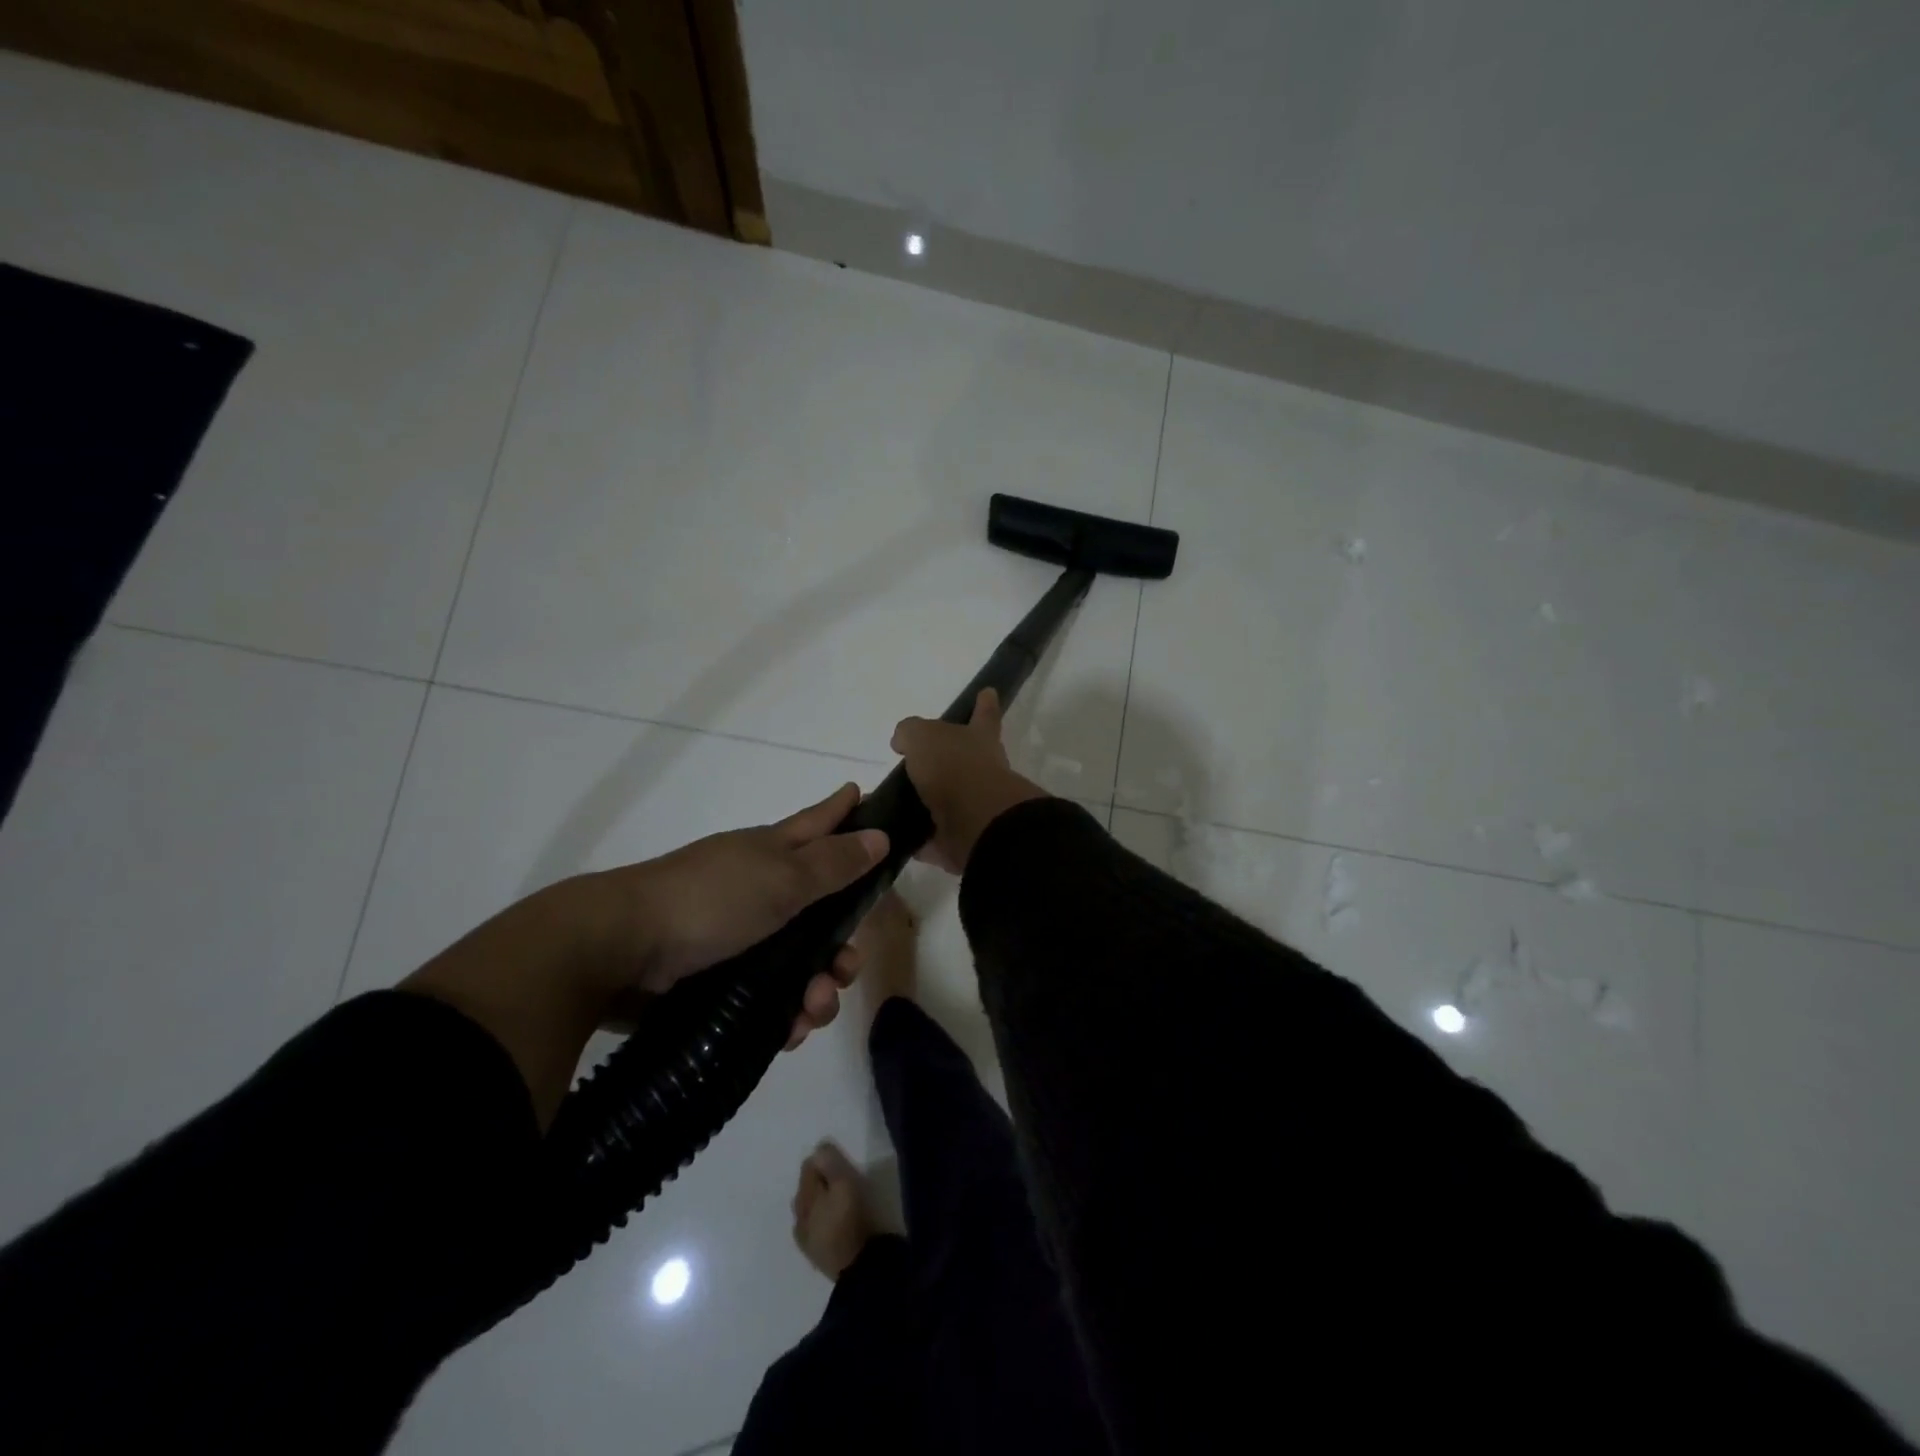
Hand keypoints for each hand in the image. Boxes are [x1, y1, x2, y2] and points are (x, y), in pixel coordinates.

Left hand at [590, 783, 889, 1046]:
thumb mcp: (782, 878)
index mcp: (772, 853)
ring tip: (813, 1010)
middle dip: (842, 943)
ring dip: (817, 988)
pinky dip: (786, 1013)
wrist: (621, 950)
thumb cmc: (711, 900)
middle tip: (847, 967)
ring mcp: (737, 935)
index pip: (817, 824)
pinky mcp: (719, 978)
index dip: (842, 811)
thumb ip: (833, 862)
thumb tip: (879, 835)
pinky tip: (790, 1030)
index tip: (863, 794)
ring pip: (798, 961)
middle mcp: (759, 890)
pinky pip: (770, 996)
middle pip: (819, 910)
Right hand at [891, 689, 1046, 873]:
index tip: (988, 692)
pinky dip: (917, 838)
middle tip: (918, 764)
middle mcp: (982, 771)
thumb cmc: (954, 767)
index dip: (984, 704)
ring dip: (926, 803)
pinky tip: (892, 835)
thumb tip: (903, 742)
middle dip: (947, 761)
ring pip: (946, 802)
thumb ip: (910, 733)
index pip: (983, 714)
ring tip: (893, 803)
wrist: (976, 823)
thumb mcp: (923, 736)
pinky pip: (934, 837)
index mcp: (978, 739)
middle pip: (963, 761)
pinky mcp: (961, 839)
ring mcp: (974, 808)